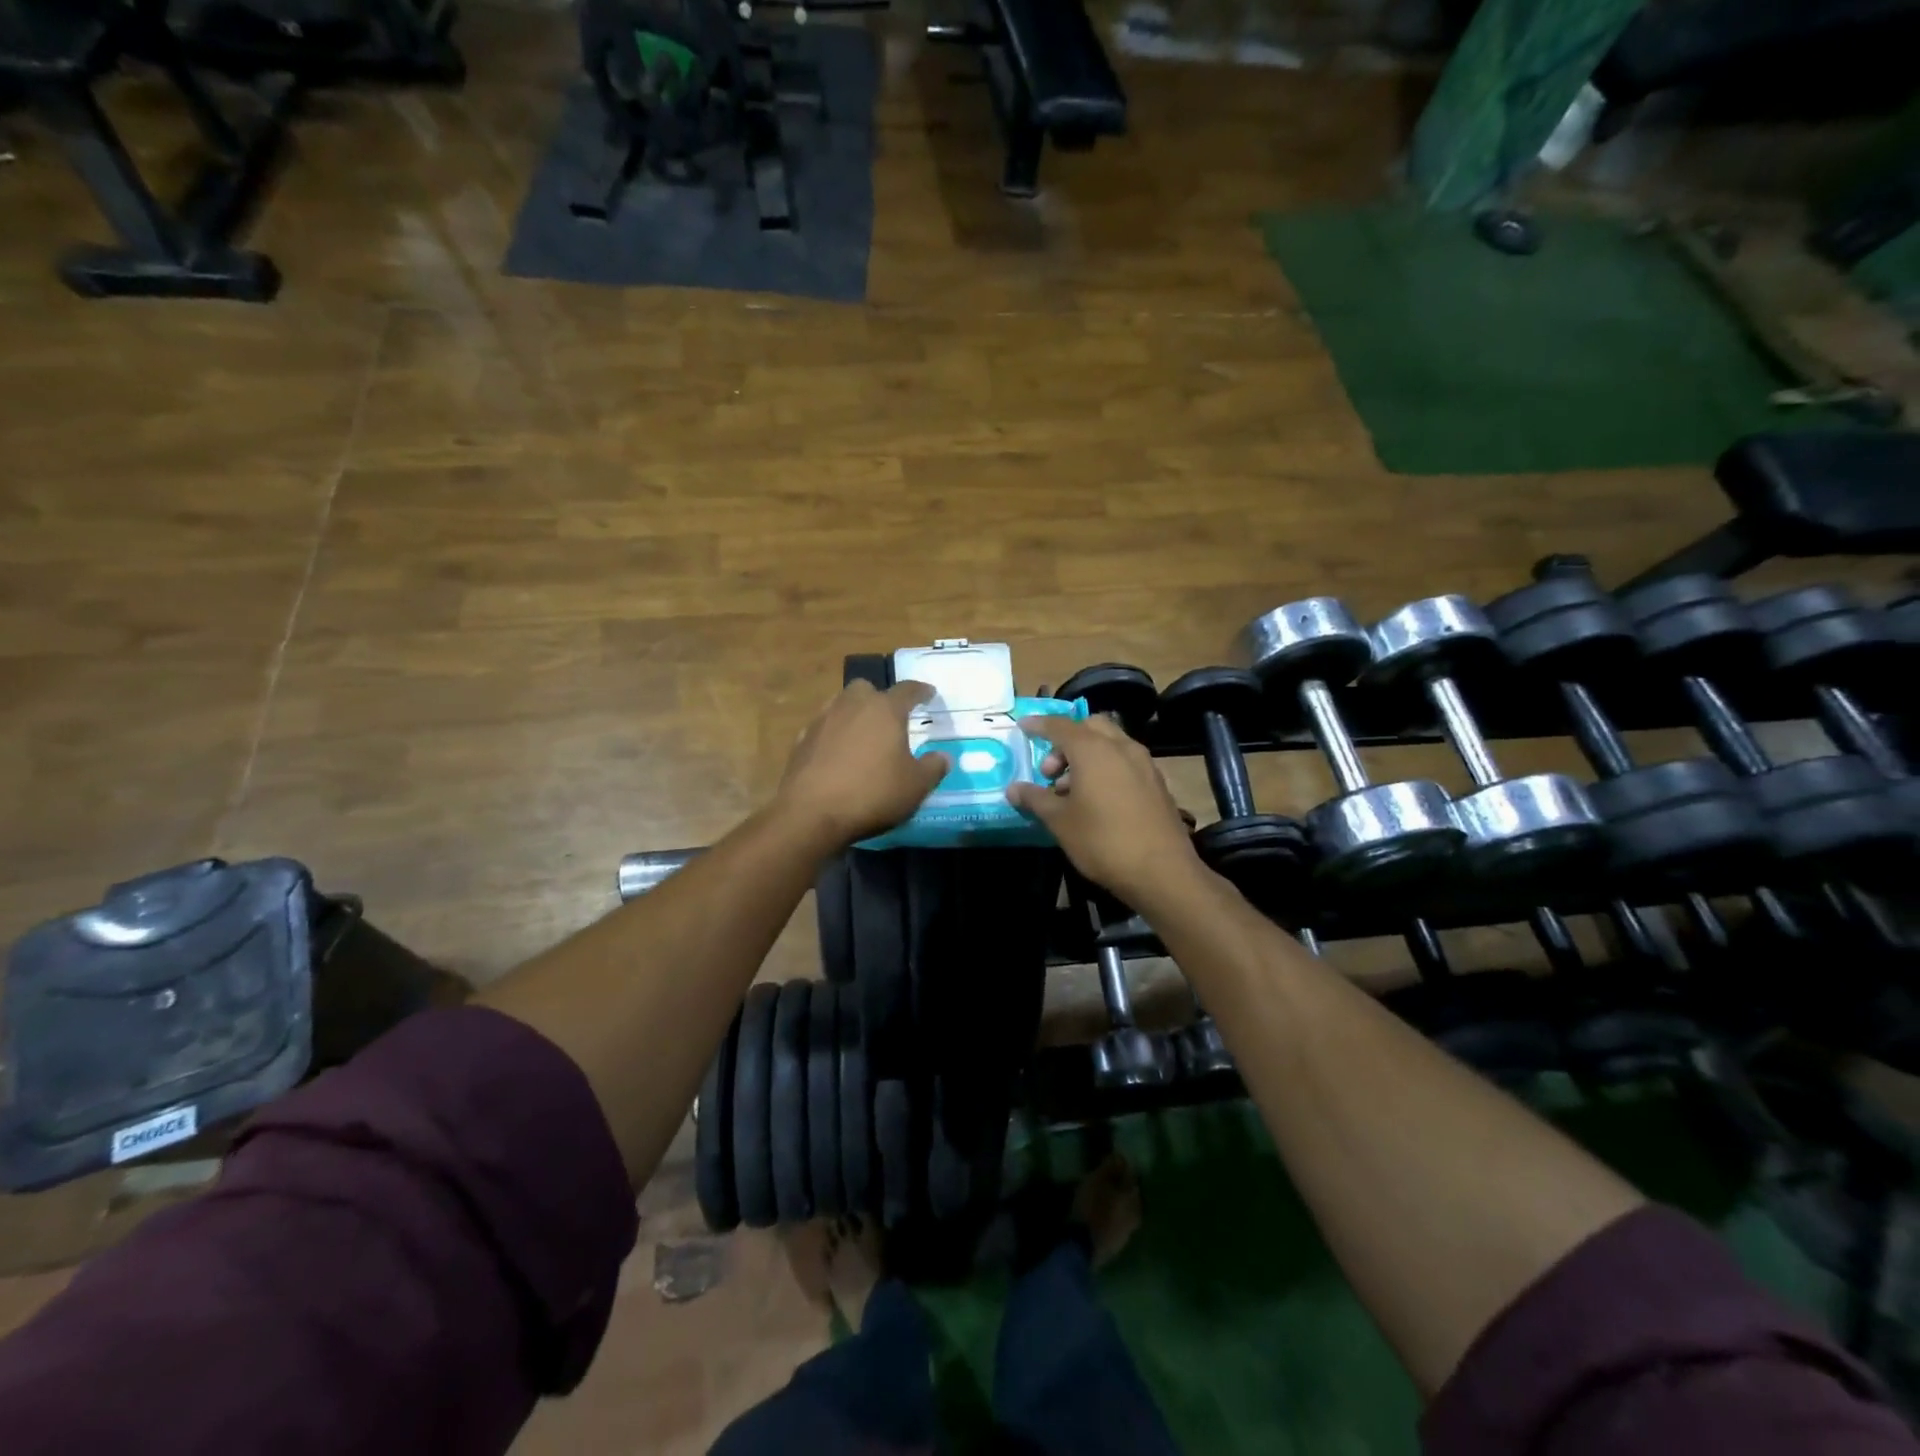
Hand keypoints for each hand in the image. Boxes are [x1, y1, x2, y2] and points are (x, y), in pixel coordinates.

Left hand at [777, 681, 949, 848]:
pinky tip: (838, 755)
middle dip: (879, 699)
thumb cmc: (873, 794)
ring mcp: (823, 720)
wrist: (811, 814)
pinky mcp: (802, 740)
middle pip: (867, 689)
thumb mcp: (916, 786)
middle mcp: (852, 705)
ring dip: (854, 715)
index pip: (908, 690)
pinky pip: (824, 728)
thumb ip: (933, 767)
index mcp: (885, 709)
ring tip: (864, 737)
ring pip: (841, 705)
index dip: (921, 691)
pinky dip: (834, 736)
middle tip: (889, 718)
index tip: (929, 693)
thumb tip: (943, 757)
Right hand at [1006, 714, 1198, 905]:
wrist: (1162, 871)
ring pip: (1110, 743)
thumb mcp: (1060, 822)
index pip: (1059, 725)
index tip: (1022, 727)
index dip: (1038, 725)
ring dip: (1086, 755)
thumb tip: (1013, 789)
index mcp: (1093, 750)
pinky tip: (1097, 799)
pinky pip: (1125, 760)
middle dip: (1065, 740)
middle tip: (1050, 772)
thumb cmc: (1103, 841)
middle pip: (1089, 727)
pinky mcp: (1156, 782)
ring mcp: (1143, 763)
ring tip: (1070, 790)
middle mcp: (1121, 747)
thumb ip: (1035, 799)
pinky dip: (1106, 766)